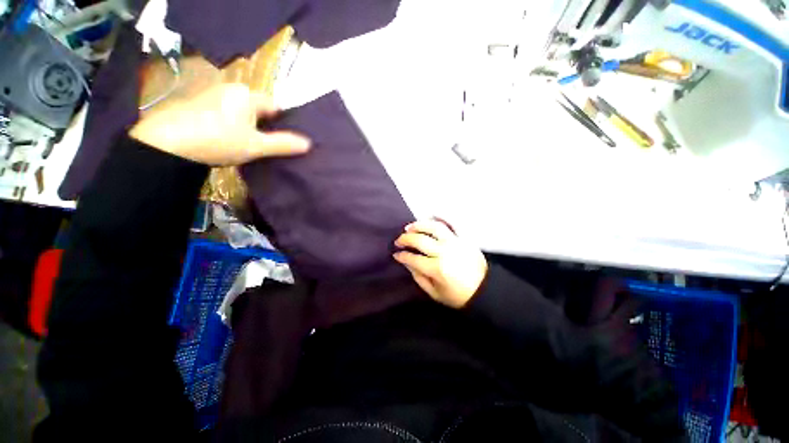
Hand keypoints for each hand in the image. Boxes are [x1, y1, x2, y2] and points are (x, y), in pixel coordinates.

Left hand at [130, 83, 310, 164]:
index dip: (283, 122)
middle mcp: (230, 89)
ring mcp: (212, 95)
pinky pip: (225, 113)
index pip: (275, 106)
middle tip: (269, 145)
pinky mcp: (198, 104)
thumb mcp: (256, 145)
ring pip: (241, 111)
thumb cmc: (219, 140)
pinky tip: (228, 140)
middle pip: (258, 108)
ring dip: (248, 126)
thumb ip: (283, 144)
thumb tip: (309, 144)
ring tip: (249, 145)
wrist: (167, 143)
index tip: (285, 139)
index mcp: (247, 95)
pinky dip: (231, 125)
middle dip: (265, 125)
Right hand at [393, 219, 487, 307]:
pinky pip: (450, 224)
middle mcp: (444, 252)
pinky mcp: (463, 238)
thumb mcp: (435, 293)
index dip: (402, 255)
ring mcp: (454, 242)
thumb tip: (407, 262)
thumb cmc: (458, 295)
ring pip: (433, 227)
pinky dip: (439, 219)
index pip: (413, 258)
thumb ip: (419, 277)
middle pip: (420, 240)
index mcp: (437, 269)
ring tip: (409, 228)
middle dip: (405, 239)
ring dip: (419, 225)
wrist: (485, 289)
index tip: (396, 254)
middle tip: (398, 241)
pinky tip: (429, 219)